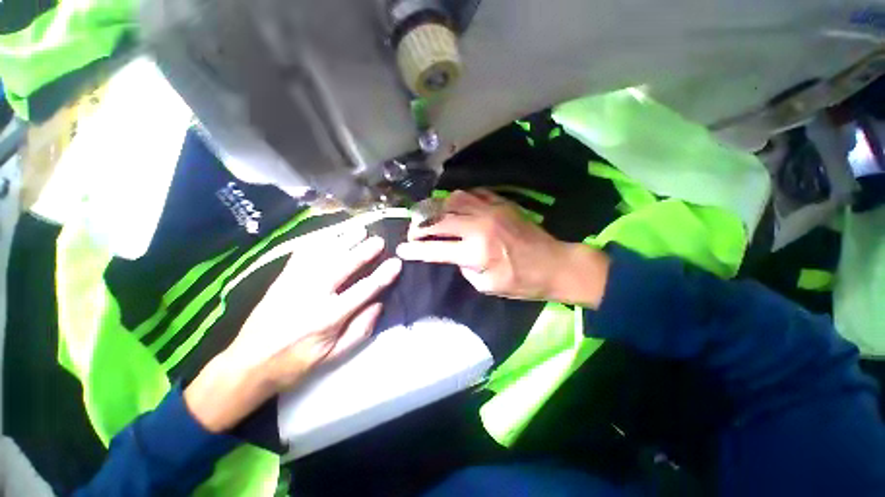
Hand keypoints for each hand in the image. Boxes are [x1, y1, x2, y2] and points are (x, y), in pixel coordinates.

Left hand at [185, 225, 401, 431]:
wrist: (248, 364)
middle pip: (344, 265)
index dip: (383, 275)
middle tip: (379, 240)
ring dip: (344, 240)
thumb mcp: (333, 356)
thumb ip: (360, 330)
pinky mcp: (281, 278)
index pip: (363, 290)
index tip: (396, 263)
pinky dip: (318, 240)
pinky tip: (330, 234)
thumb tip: (379, 304)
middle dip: (364, 251)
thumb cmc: (295, 363)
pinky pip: (302, 253)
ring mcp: (294, 283)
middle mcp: (312, 295)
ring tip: (359, 230)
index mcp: (328, 317)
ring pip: (324, 254)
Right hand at [396, 189, 608, 304]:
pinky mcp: (501, 203)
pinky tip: (455, 207)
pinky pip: (473, 194)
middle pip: (439, 220)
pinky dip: (458, 200)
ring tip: (431, 217)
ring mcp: (491, 210)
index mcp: (476, 253)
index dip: (415, 250)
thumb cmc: (522, 282)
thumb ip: (464, 268)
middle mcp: (479, 227)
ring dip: (437, 208)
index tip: (401, 250)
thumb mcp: (487, 286)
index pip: (436, 249)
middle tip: (413, 233)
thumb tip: (454, 253)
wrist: (554, 264)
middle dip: (420, 226)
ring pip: (453, 200)